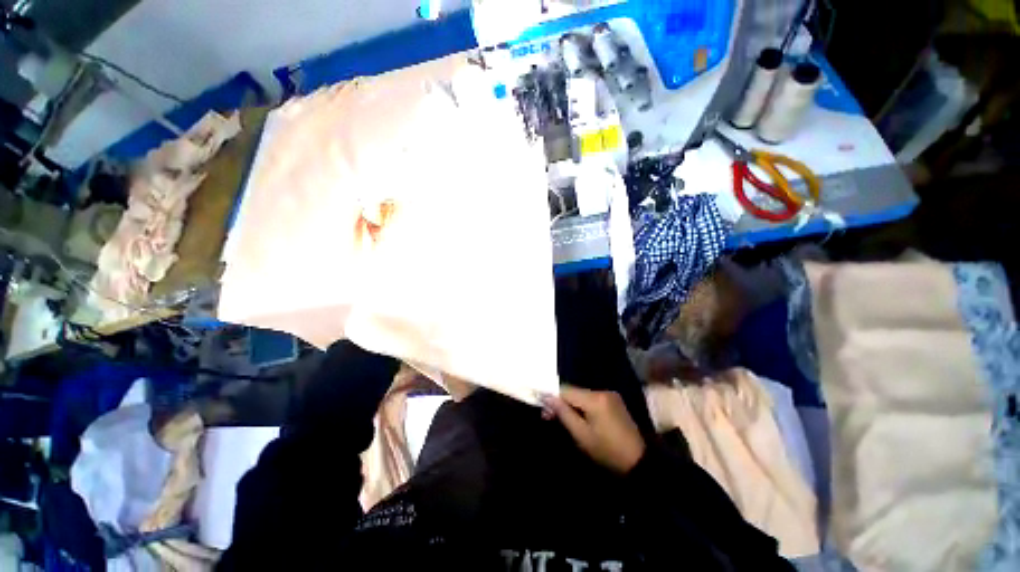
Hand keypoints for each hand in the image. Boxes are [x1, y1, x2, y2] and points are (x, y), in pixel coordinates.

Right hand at [542, 385, 645, 473]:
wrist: (639, 462)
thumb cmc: (607, 451)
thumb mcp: (581, 435)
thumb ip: (563, 413)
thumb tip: (546, 397)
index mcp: (595, 399)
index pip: (566, 390)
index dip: (552, 397)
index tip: (543, 409)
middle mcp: (602, 391)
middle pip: (574, 392)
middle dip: (561, 402)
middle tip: (549, 416)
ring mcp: (610, 395)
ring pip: (582, 395)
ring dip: (571, 405)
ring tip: (563, 419)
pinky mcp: (614, 401)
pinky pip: (592, 399)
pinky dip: (583, 406)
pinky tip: (579, 417)